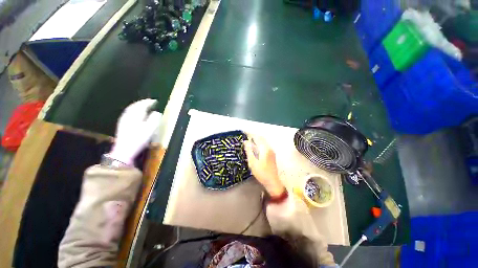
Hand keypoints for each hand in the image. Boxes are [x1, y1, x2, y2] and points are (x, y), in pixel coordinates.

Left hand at [109, 99, 161, 164]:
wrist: (124, 150)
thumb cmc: (138, 139)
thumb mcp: (149, 129)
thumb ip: (154, 119)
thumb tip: (157, 113)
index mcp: (135, 115)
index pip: (142, 105)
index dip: (148, 102)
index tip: (155, 101)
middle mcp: (128, 115)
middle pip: (135, 106)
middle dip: (142, 103)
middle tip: (149, 102)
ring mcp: (124, 120)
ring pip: (131, 110)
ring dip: (137, 107)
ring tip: (144, 107)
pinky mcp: (122, 125)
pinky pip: (129, 114)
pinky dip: (134, 111)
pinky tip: (136, 115)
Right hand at [243, 135, 285, 196]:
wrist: (273, 181)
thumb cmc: (261, 173)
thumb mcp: (252, 162)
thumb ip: (249, 151)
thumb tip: (246, 141)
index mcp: (265, 149)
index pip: (257, 137)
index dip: (250, 134)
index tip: (244, 132)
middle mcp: (269, 148)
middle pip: (261, 138)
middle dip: (253, 135)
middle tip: (245, 135)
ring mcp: (271, 151)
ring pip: (263, 141)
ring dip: (256, 139)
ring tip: (248, 140)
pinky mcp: (271, 154)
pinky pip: (264, 145)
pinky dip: (259, 143)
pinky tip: (254, 146)